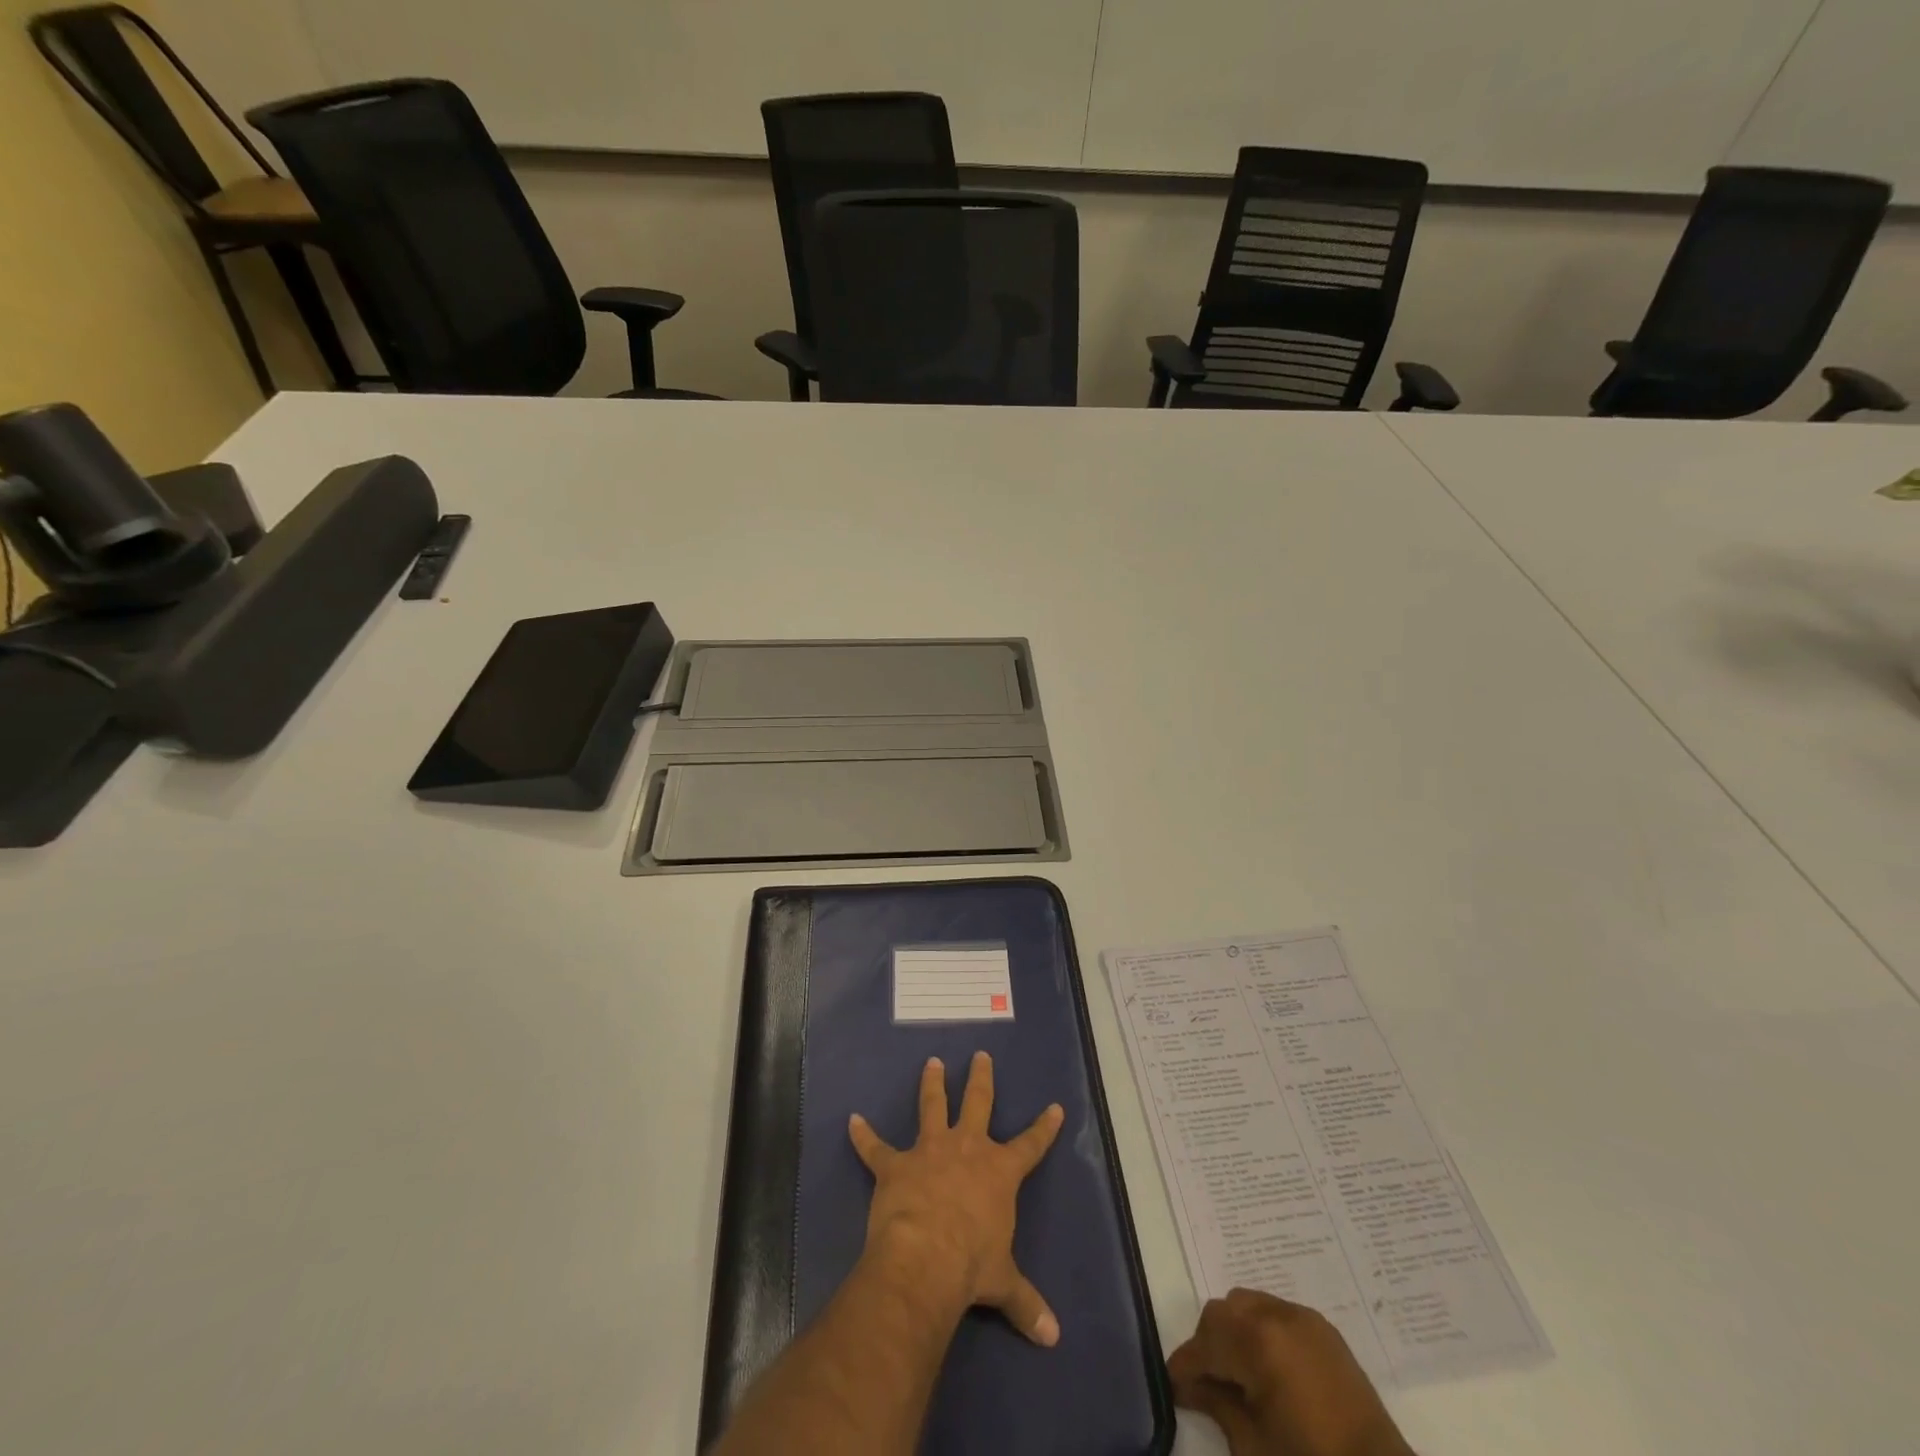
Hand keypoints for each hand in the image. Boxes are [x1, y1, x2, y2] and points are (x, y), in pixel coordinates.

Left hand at [849, 1052, 1065, 1346]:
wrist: (925, 1258)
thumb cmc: (972, 1265)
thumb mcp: (1004, 1284)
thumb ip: (1026, 1303)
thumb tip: (1053, 1337)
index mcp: (999, 1171)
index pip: (1031, 1145)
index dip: (1044, 1127)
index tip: (1054, 1107)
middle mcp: (967, 1148)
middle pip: (978, 1102)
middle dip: (981, 1079)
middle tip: (980, 1055)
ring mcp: (929, 1151)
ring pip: (932, 1106)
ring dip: (932, 1085)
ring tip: (931, 1063)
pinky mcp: (895, 1164)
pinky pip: (876, 1147)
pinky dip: (863, 1136)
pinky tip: (852, 1121)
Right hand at [1168, 1289, 1411, 1455]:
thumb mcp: (1254, 1446)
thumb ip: (1217, 1405)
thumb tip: (1188, 1386)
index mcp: (1258, 1341)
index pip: (1205, 1342)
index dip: (1185, 1364)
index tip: (1174, 1385)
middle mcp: (1278, 1314)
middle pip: (1224, 1313)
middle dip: (1209, 1344)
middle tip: (1206, 1383)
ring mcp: (1304, 1318)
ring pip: (1248, 1305)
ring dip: (1235, 1332)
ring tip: (1238, 1374)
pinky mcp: (1324, 1330)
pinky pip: (1277, 1313)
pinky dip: (1262, 1331)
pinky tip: (1266, 1368)